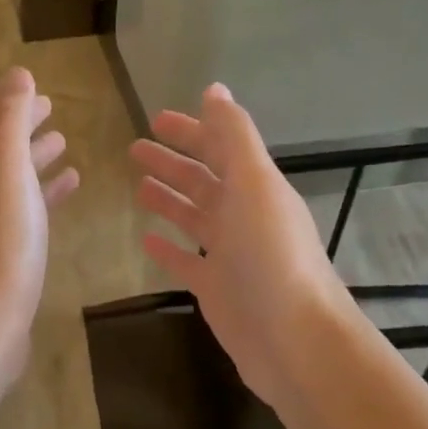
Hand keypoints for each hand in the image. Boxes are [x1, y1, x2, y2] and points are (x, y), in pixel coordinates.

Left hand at [0, 68, 78, 377]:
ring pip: (23, 191)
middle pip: (10, 160)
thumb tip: (17, 72)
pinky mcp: (16, 262)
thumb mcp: (6, 172)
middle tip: (57, 124)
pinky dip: (48, 207)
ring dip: (41, 171)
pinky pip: (34, 222)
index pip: (3, 133)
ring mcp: (1, 233)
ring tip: (69, 160)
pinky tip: (62, 213)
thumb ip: (10, 122)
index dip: (22, 113)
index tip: (45, 99)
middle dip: (31, 139)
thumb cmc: (3, 243)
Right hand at [130, 83, 354, 403]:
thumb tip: (214, 89)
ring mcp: (229, 254)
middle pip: (202, 181)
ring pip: (193, 218)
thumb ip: (233, 137)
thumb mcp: (254, 184)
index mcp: (255, 187)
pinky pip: (186, 261)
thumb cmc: (271, 255)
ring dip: (168, 200)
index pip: (220, 148)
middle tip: (134, 150)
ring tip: (138, 187)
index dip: (191, 131)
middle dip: (172, 163)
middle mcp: (243, 216)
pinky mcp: (215, 289)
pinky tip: (145, 240)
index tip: (156, 119)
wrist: (293, 338)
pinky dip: (167, 248)